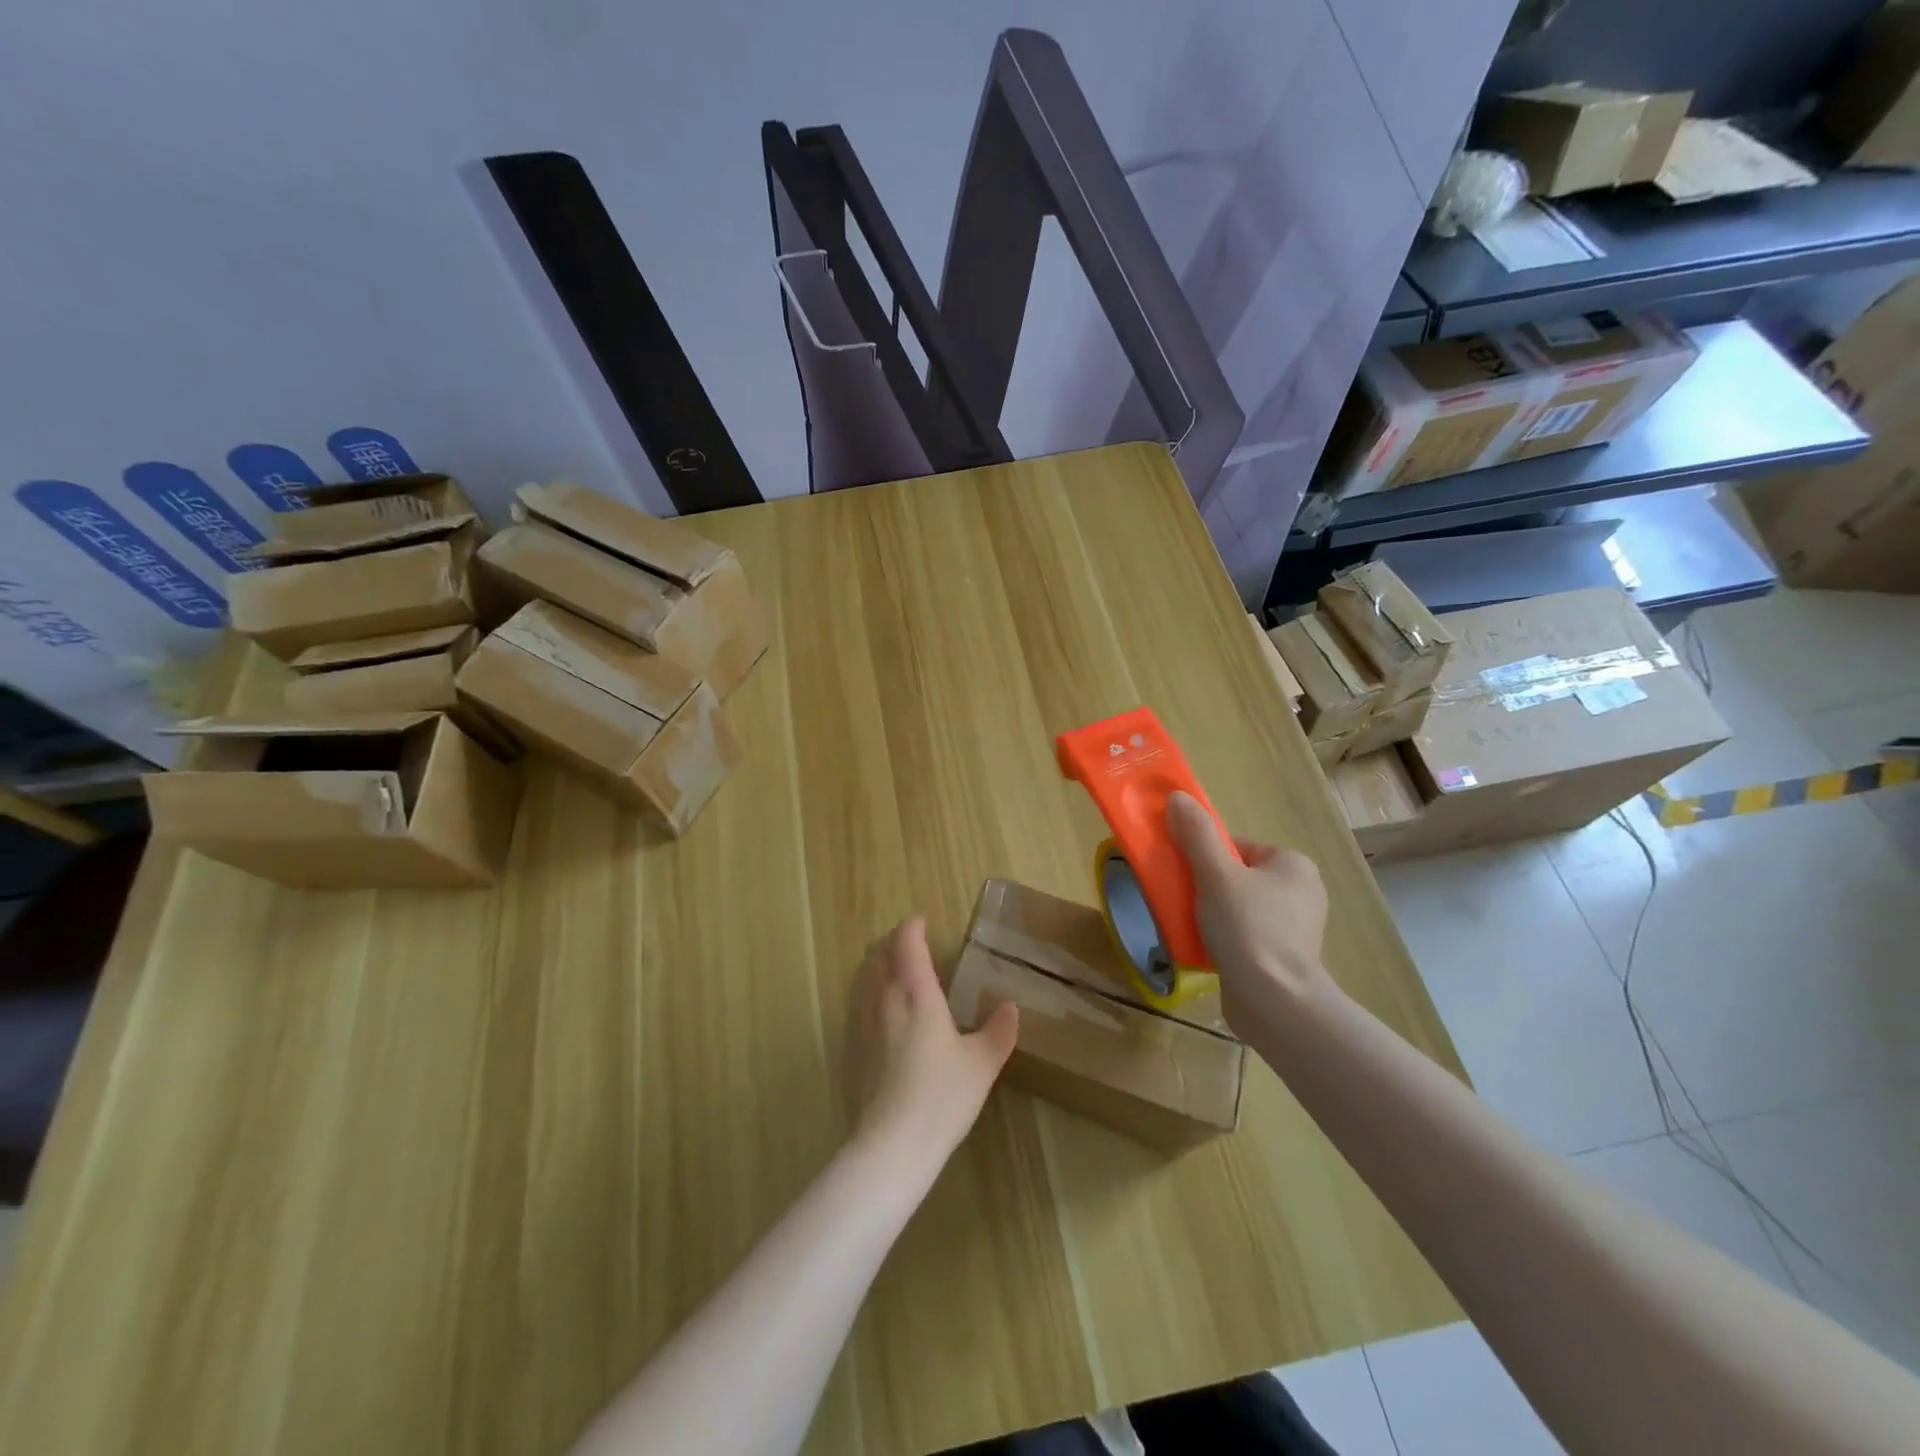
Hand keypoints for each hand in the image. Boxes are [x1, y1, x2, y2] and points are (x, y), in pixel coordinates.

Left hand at [844, 918, 1018, 1174]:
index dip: (913, 926)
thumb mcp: (982, 1063)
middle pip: (878, 953)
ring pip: (862, 976)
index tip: (924, 923)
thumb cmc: (941, 1097)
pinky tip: (882, 1015)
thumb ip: (998, 1030)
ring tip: (896, 973)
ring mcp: (859, 1022)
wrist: (890, 1146)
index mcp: (915, 991)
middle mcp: (882, 997)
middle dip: (893, 942)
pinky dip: (868, 993)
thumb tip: (1010, 1007)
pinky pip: (855, 1003)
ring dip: (877, 964)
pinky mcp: (848, 1048)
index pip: (906, 941)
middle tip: (912, 945)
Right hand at [1165, 791, 1332, 1030]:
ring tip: (1189, 925)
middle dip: (1206, 886)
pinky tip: (1204, 948)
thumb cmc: (1249, 928)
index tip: (1186, 874)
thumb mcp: (1216, 875)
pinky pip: (1244, 935)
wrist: (1275, 1003)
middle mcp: (1301, 892)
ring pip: (1237, 907)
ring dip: (1210, 913)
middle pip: (1236, 876)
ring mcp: (1294, 929)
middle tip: (1183, 900)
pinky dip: (1223, 938)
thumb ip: (1196, 834)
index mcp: (1293, 865)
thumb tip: (1177, 797)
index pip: (1238, 846)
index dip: (1206, 856)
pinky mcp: (1283, 958)